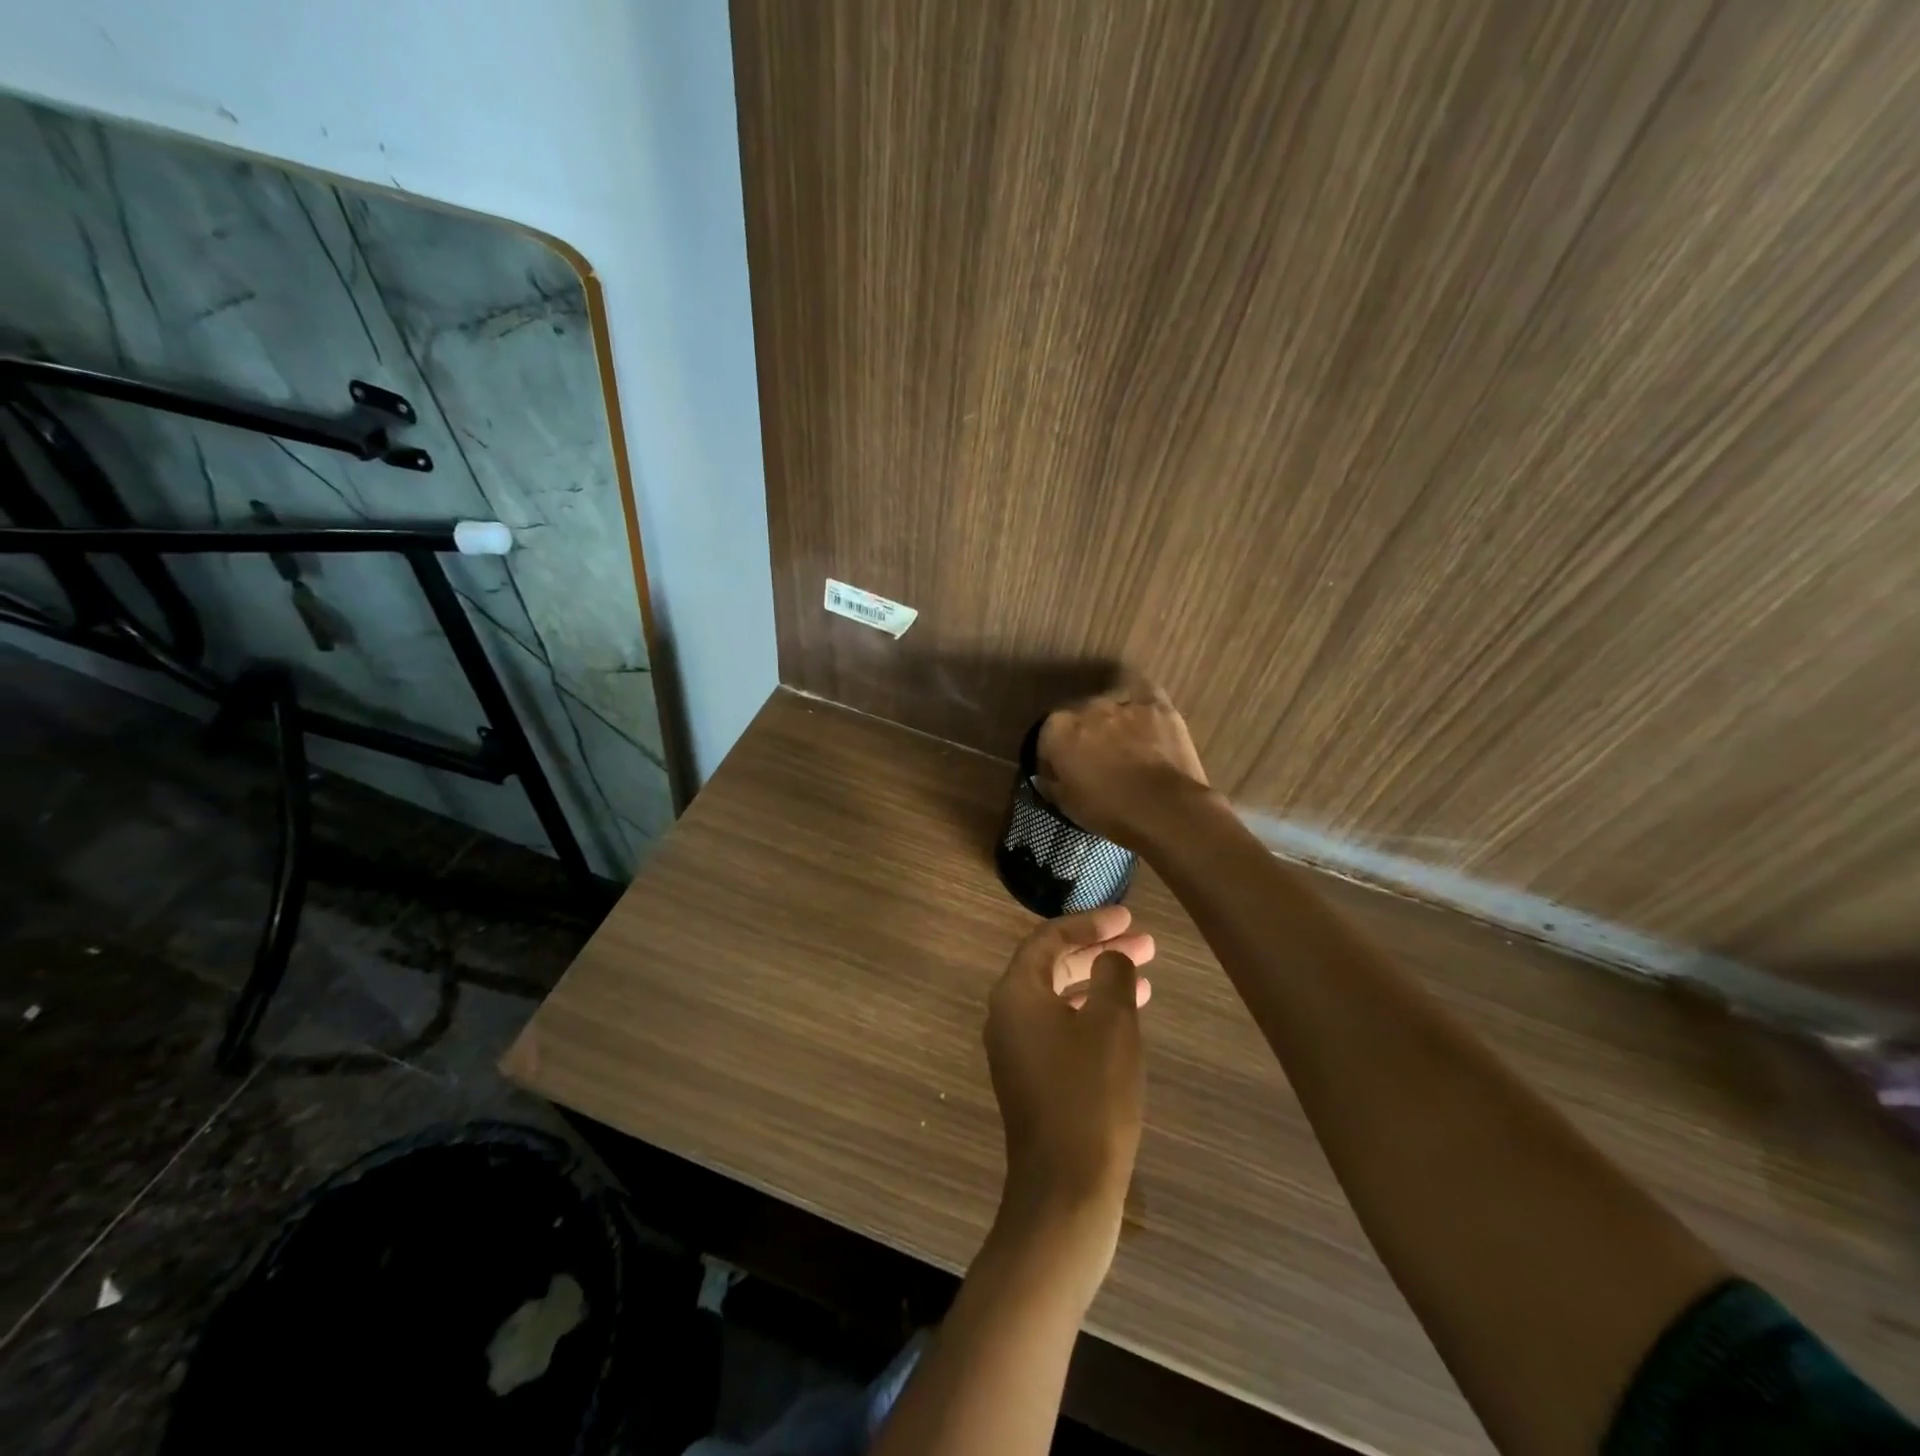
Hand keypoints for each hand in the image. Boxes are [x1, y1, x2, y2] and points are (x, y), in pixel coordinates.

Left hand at [983, 907, 1153, 1284]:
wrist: (1066, 1189)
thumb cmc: (1090, 1094)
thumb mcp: (1111, 1023)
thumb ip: (1112, 974)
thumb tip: (1110, 958)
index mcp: (1016, 993)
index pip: (1050, 938)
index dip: (1091, 923)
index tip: (1129, 918)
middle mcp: (1008, 1015)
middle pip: (1054, 966)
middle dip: (1099, 951)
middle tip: (1145, 943)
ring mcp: (1018, 1049)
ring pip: (1061, 998)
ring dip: (1100, 982)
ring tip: (1146, 975)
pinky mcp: (1033, 1078)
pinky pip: (1062, 1027)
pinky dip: (1092, 1014)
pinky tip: (1127, 1019)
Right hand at [1035, 683, 1211, 847]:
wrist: (1163, 807)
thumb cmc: (1109, 809)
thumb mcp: (1066, 805)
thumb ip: (1051, 782)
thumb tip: (1048, 775)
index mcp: (1057, 729)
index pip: (1046, 738)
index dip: (1054, 758)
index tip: (1064, 775)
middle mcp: (1085, 707)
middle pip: (1079, 718)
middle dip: (1084, 736)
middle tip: (1097, 762)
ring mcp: (1122, 702)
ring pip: (1110, 707)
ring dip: (1113, 722)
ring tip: (1125, 745)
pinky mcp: (1156, 704)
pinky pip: (1144, 694)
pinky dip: (1141, 705)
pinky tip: (1145, 718)